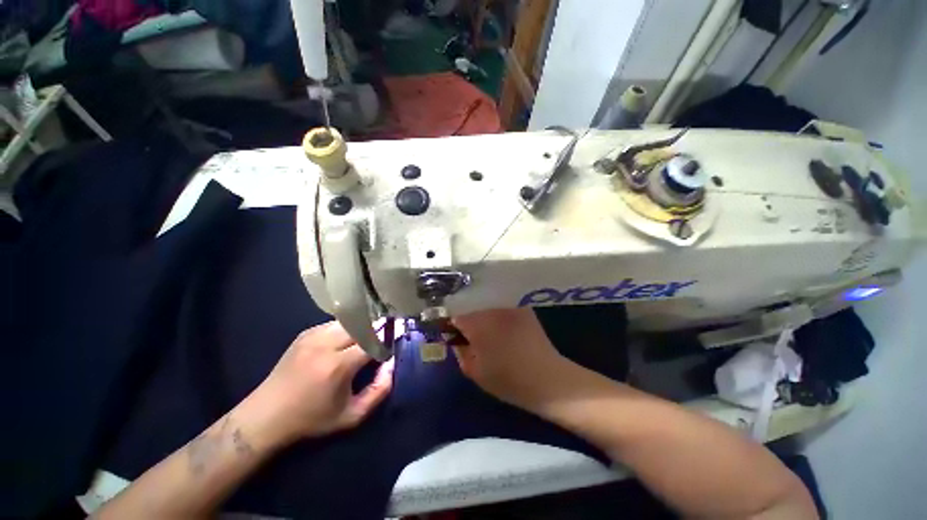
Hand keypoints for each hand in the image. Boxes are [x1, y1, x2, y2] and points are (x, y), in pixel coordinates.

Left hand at [241, 322, 393, 445]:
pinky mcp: (306, 333)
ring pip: (350, 321)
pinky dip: (347, 329)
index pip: (374, 341)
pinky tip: (345, 341)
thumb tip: (392, 364)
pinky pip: (336, 324)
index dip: (386, 343)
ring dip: (362, 329)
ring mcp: (314, 335)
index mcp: (338, 365)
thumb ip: (379, 390)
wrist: (266, 415)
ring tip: (364, 341)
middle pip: (363, 326)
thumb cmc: (312, 419)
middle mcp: (326, 344)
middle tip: (380, 342)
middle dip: (376, 332)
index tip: (390, 349)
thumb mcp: (351, 416)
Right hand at [452, 309, 575, 410]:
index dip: (454, 327)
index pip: (457, 317)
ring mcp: (510, 307)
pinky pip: (505, 310)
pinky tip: (508, 332)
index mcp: (477, 324)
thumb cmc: (507, 379)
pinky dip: (502, 318)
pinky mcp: (524, 310)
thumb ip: (461, 352)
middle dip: (471, 322)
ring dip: (487, 320)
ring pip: (489, 309)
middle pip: (474, 310)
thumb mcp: (474, 371)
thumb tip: (457, 340)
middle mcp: (493, 309)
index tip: (456, 337)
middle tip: (476, 340)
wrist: (547, 379)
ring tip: (494, 336)